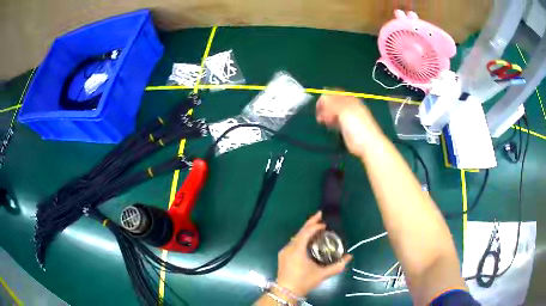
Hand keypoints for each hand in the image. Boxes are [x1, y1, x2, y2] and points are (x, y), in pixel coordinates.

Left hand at [276, 211, 351, 296]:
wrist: (285, 292)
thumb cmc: (304, 282)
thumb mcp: (322, 274)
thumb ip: (337, 266)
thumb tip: (349, 257)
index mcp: (297, 250)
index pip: (305, 233)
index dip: (314, 226)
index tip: (324, 224)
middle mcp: (289, 248)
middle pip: (299, 232)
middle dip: (310, 223)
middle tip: (320, 215)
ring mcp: (284, 252)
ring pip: (295, 237)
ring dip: (305, 231)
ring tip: (316, 227)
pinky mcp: (282, 256)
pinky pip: (293, 242)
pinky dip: (301, 238)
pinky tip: (307, 240)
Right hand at [316, 94, 382, 156]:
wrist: (367, 144)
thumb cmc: (357, 126)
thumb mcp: (344, 110)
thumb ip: (333, 103)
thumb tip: (323, 96)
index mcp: (350, 100)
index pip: (335, 93)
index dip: (326, 97)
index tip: (318, 104)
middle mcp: (349, 107)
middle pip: (333, 102)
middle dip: (325, 106)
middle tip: (319, 113)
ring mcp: (347, 117)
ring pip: (333, 112)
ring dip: (326, 114)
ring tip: (322, 120)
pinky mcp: (345, 128)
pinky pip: (335, 121)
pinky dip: (329, 121)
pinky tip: (327, 125)